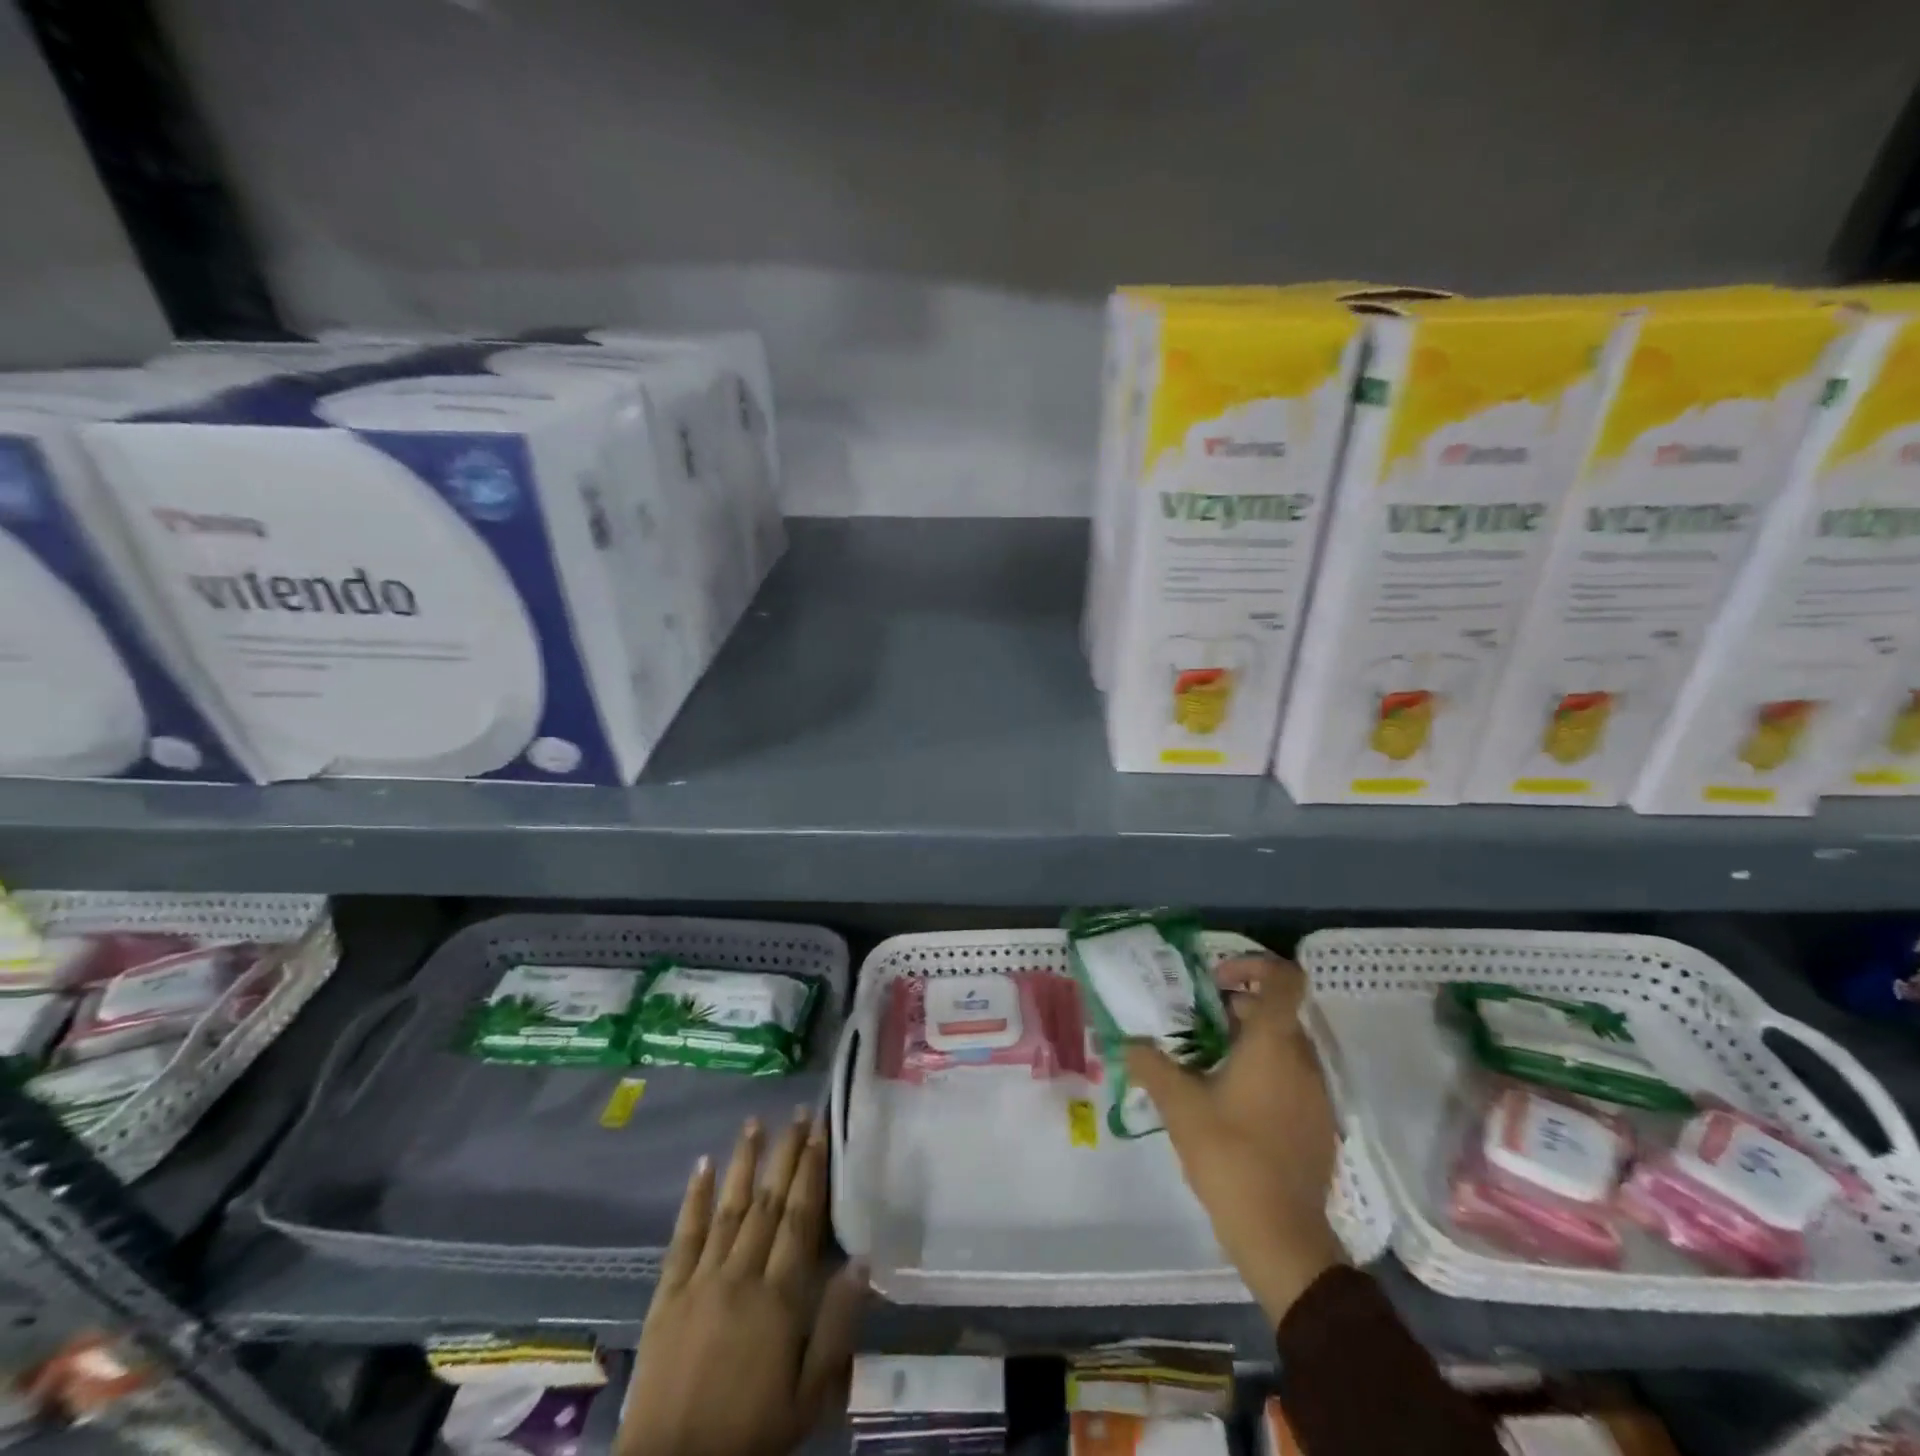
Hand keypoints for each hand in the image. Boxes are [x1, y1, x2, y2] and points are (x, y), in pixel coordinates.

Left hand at [618, 1111, 865, 1455]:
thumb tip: (861, 1261)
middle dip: (786, 1154)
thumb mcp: (808, 1396)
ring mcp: (701, 1280)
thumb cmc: (750, 1434)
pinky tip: (701, 1165)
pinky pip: (683, 1238)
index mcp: (779, 1298)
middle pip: (768, 1202)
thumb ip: (836, 1327)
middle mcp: (741, 1275)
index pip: (800, 1218)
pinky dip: (693, 1200)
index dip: (812, 1171)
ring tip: (755, 1122)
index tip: (821, 1131)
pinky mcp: (667, 1295)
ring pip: (728, 1208)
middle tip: (799, 1113)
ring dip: (743, 1162)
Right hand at [1126, 954, 1345, 1326]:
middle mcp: (1303, 1059)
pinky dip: (1261, 1073)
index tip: (1216, 981)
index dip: (1253, 965)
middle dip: (1233, 1009)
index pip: (1284, 978)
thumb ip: (1150, 1065)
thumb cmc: (1231, 1156)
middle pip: (1275, 1011)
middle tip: (1192, 1027)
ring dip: (1245, 1043)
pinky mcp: (1317, 1123)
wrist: (1283, 1237)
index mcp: (1274, 1043)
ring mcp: (1316, 1093)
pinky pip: (1290, 1077)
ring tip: (1203, 1065)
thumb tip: (1128, 1043)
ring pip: (1282, 1045)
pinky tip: (1226, 1103)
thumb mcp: (1178, 1105)